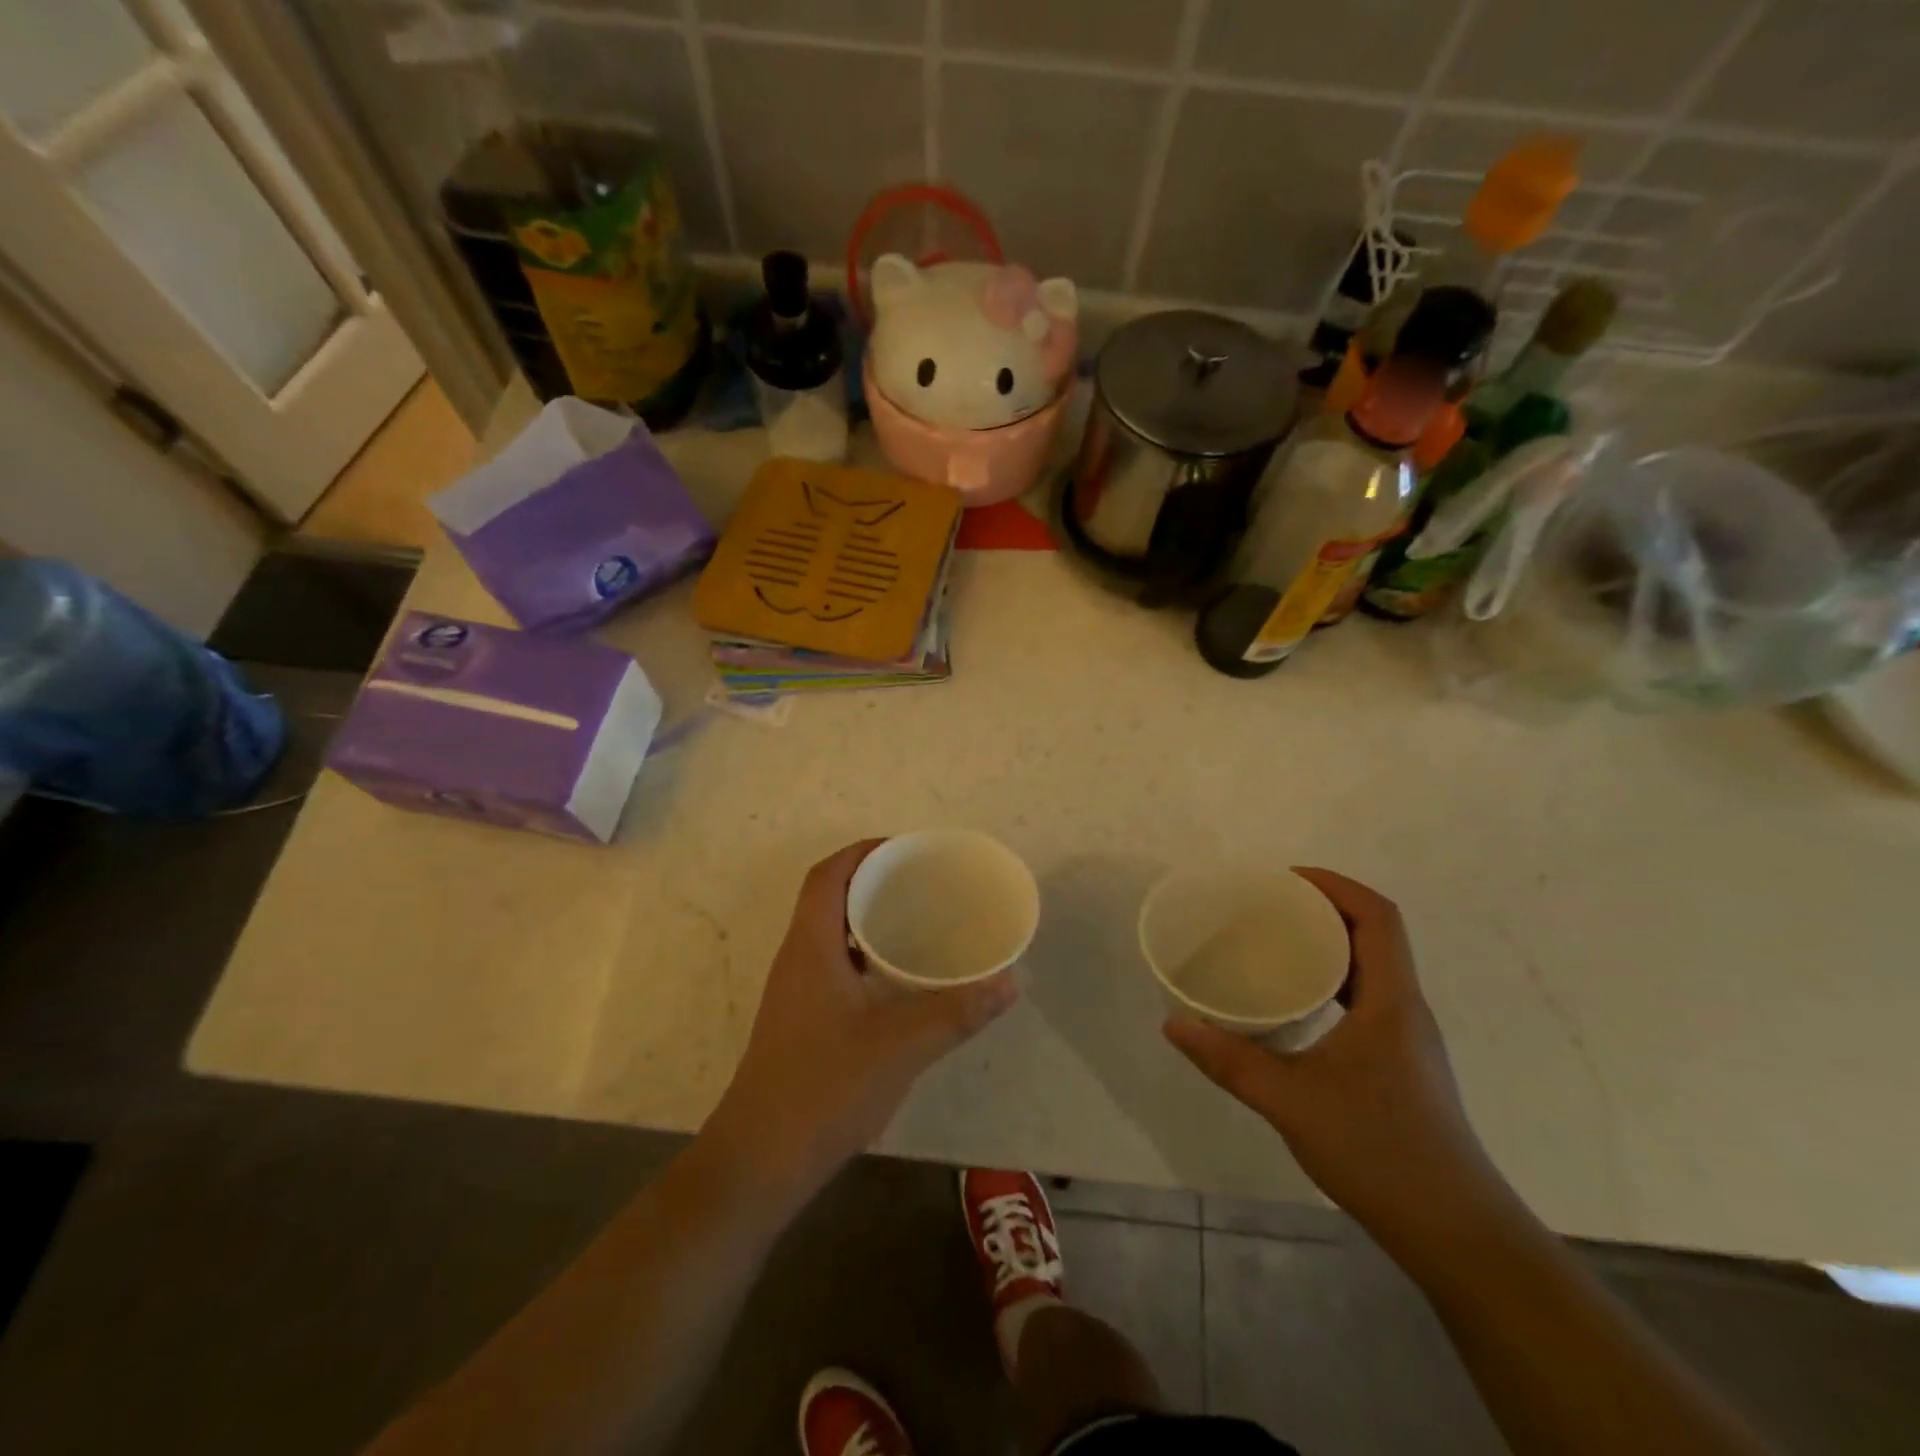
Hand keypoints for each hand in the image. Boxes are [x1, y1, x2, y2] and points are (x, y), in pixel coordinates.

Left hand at [709, 840, 1017, 1188]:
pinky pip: (835, 964)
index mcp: (810, 946)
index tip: (907, 850)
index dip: (863, 851)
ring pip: (832, 933)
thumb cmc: (824, 1088)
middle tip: (924, 884)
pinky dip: (866, 955)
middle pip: (830, 898)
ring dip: (869, 919)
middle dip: (874, 881)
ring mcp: (796, 992)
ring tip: (919, 922)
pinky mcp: (802, 1020)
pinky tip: (900, 980)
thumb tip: (1011, 981)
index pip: (828, 875)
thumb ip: (958, 1011)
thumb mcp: (901, 1045)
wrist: (761, 1161)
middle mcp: (797, 958)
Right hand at [1164, 868, 1510, 1256]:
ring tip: (1273, 944)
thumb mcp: (1290, 1102)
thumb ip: (1228, 1060)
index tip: (1284, 879)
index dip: (1335, 885)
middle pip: (1374, 934)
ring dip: (1329, 945)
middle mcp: (1406, 1009)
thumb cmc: (1379, 1152)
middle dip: (1323, 908)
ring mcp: (1407, 1038)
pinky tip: (1296, 1004)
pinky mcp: (1401, 1063)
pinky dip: (1332, 982)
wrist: (1455, 1233)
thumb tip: (1173, 1024)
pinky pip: (1366, 999)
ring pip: (1372, 968)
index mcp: (1391, 1001)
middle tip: (1266, 907)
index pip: (1377, 916)